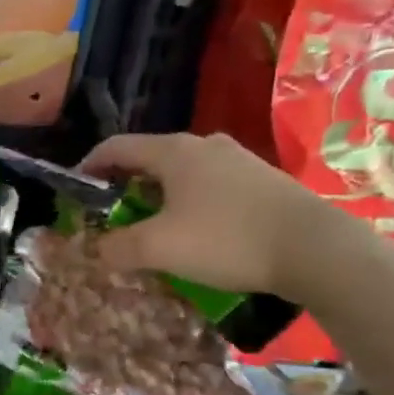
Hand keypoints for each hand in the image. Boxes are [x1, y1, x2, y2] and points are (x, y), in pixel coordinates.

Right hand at [78, 132, 345, 301]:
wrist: (316, 249)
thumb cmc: (227, 239)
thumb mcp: (160, 248)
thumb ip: (119, 247)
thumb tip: (97, 249)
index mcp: (174, 151)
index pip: (117, 147)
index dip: (90, 165)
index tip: (77, 188)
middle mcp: (204, 145)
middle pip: (151, 158)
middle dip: (126, 184)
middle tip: (114, 213)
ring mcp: (239, 160)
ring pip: (184, 172)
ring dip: (161, 195)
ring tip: (156, 225)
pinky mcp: (264, 180)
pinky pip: (212, 185)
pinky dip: (192, 202)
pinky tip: (200, 232)